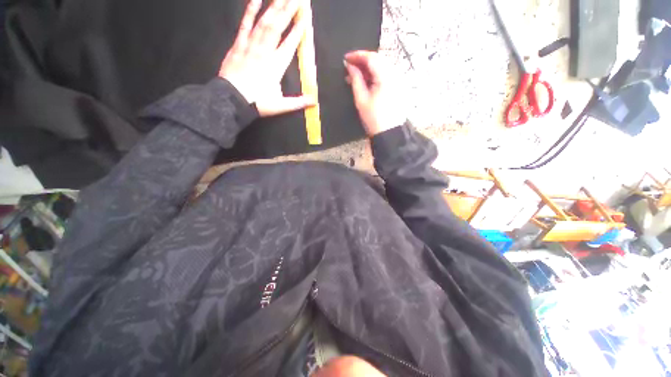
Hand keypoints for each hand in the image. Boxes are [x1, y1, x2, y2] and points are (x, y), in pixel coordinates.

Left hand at [219, 0, 314, 116]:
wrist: (232, 100)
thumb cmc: (258, 103)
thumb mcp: (281, 106)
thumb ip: (298, 102)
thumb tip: (314, 101)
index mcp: (276, 67)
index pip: (290, 45)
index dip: (298, 31)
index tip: (305, 18)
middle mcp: (265, 52)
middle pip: (278, 28)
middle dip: (288, 11)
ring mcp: (251, 46)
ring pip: (264, 23)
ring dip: (274, 7)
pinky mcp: (238, 44)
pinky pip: (245, 24)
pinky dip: (250, 11)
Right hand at [344, 51, 404, 136]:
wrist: (389, 132)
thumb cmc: (375, 119)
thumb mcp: (361, 99)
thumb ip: (355, 80)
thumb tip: (350, 66)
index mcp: (386, 77)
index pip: (371, 57)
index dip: (357, 55)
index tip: (346, 58)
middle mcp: (394, 75)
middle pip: (377, 59)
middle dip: (362, 61)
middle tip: (349, 67)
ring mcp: (398, 80)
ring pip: (381, 66)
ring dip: (368, 68)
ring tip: (355, 76)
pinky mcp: (398, 86)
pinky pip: (385, 74)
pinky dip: (374, 75)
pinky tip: (366, 81)